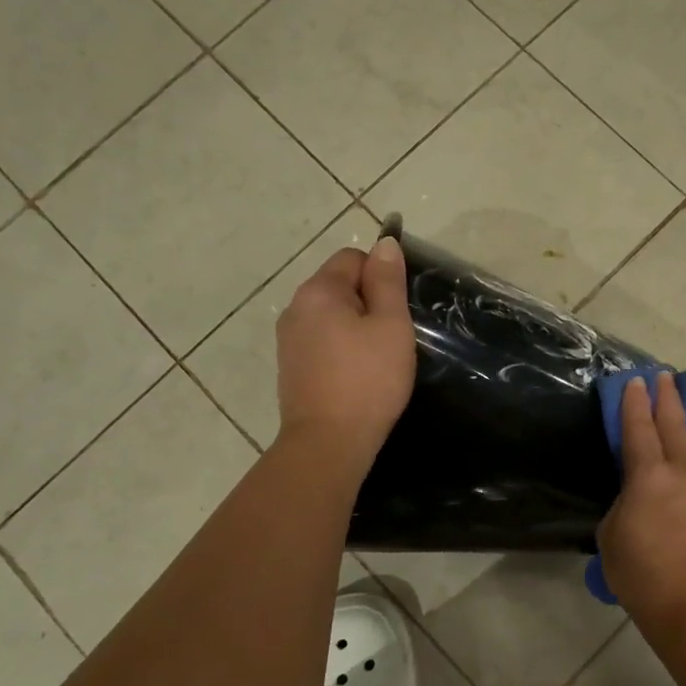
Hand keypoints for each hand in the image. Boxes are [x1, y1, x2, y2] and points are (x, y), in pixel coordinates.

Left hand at [275, 238, 415, 474]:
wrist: (328, 442)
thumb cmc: (368, 380)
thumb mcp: (391, 325)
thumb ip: (387, 281)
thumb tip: (385, 243)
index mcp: (319, 291)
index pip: (352, 258)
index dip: (380, 276)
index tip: (397, 310)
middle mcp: (295, 307)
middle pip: (338, 285)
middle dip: (367, 302)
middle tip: (391, 337)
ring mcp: (288, 339)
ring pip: (329, 315)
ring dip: (353, 327)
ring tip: (375, 358)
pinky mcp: (290, 366)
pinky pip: (320, 340)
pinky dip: (339, 348)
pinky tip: (355, 375)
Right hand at [598, 372, 685, 634]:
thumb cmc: (641, 575)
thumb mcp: (611, 534)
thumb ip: (624, 501)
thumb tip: (637, 490)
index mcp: (648, 477)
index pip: (638, 428)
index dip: (634, 402)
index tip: (634, 380)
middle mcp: (682, 470)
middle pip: (673, 423)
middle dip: (666, 397)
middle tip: (661, 375)